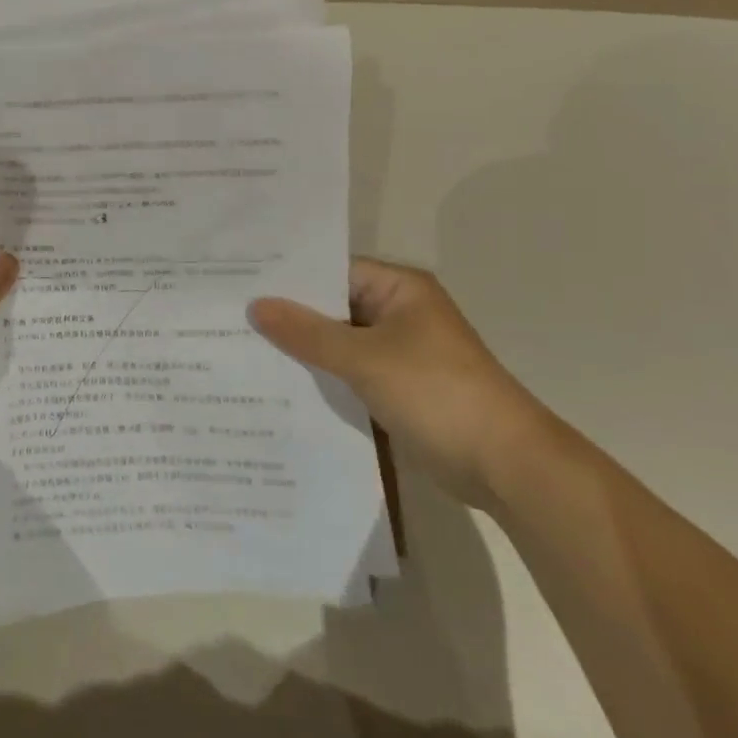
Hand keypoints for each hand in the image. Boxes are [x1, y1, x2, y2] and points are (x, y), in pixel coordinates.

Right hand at [250, 260, 549, 510]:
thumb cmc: (437, 393)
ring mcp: (399, 353)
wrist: (506, 467)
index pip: (332, 270)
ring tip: (243, 345)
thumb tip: (256, 306)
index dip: (289, 277)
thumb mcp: (365, 358)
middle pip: (333, 306)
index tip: (241, 281)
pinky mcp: (398, 389)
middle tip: (231, 314)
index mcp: (399, 288)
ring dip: (304, 350)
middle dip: (290, 315)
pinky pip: (350, 373)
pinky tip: (279, 384)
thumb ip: (308, 332)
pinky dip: (323, 377)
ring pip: (339, 342)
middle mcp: (398, 312)